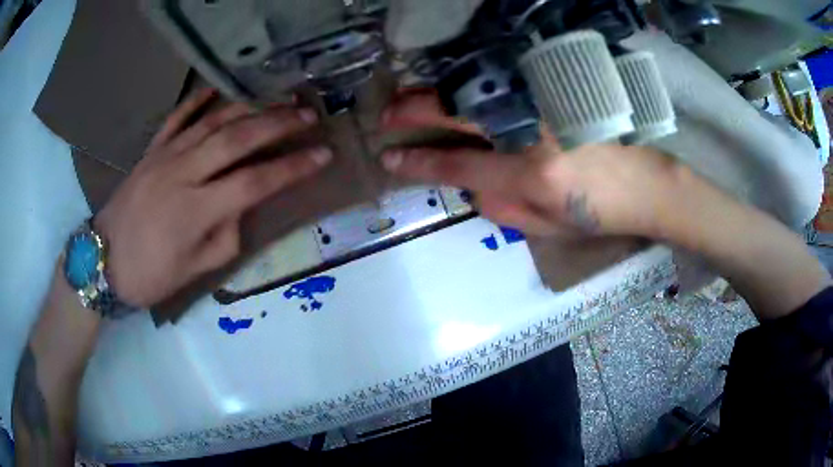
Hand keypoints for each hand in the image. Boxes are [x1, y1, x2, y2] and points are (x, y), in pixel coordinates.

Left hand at [94, 89, 331, 307]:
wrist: (102, 260)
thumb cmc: (148, 274)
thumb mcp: (193, 271)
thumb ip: (225, 237)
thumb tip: (242, 207)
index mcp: (196, 211)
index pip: (256, 182)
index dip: (293, 168)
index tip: (323, 155)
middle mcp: (183, 174)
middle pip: (238, 139)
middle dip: (278, 124)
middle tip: (308, 115)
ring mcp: (164, 157)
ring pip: (213, 121)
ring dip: (249, 106)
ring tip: (277, 97)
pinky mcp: (150, 151)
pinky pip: (176, 118)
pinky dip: (198, 100)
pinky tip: (217, 89)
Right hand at [381, 90, 683, 237]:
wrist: (648, 183)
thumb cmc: (600, 213)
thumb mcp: (548, 228)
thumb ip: (499, 208)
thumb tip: (466, 184)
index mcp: (530, 174)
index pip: (456, 163)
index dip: (418, 161)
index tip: (390, 158)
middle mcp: (532, 131)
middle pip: (456, 112)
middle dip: (412, 112)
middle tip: (386, 116)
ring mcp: (546, 102)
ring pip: (476, 87)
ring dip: (435, 90)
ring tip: (408, 96)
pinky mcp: (557, 87)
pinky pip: (504, 79)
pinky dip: (472, 80)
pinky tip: (454, 84)